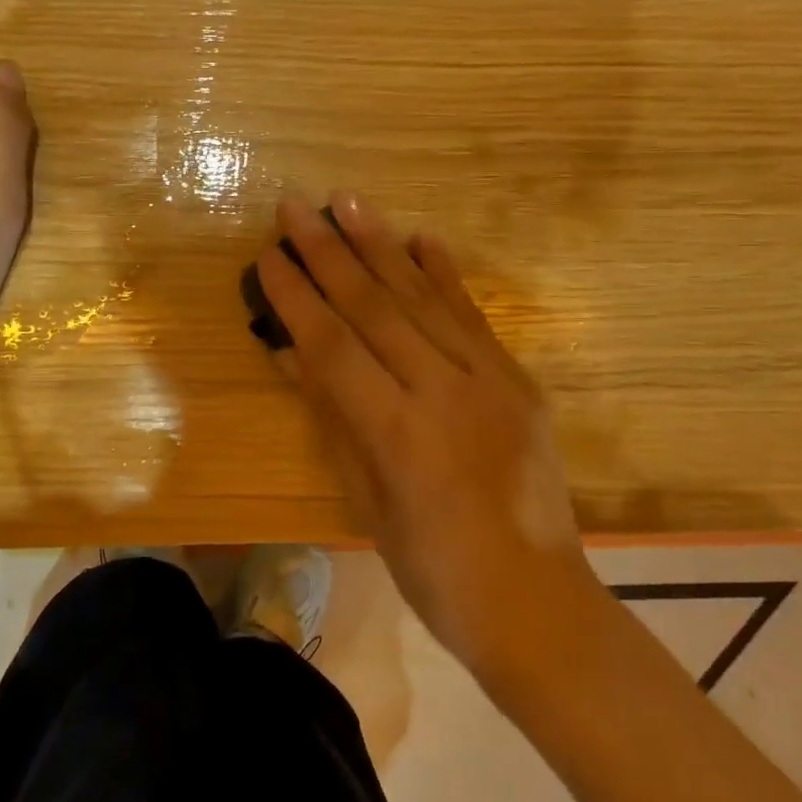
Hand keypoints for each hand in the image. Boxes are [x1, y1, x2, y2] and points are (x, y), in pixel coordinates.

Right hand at [256, 191, 597, 681]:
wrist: (535, 600)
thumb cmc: (432, 568)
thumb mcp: (366, 499)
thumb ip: (333, 417)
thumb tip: (292, 352)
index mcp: (398, 432)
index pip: (333, 345)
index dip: (295, 297)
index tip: (267, 255)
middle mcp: (443, 391)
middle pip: (374, 307)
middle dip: (328, 252)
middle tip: (295, 207)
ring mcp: (488, 380)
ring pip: (423, 298)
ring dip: (381, 245)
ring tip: (349, 201)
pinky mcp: (517, 379)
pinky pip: (473, 315)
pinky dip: (443, 274)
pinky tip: (421, 238)